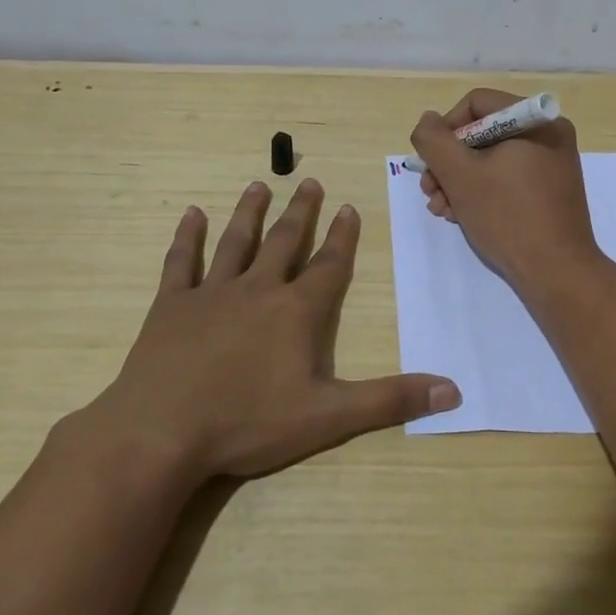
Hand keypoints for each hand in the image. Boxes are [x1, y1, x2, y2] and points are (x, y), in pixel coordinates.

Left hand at [80, 179, 459, 481]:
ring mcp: (211, 293)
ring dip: (249, 213)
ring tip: (258, 185)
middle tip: (308, 182)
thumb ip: (390, 400)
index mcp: (296, 312)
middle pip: (284, 242)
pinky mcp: (170, 305)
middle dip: (300, 212)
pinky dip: (187, 237)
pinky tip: (191, 215)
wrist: (162, 432)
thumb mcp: (329, 417)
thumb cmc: (248, 423)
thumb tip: (453, 390)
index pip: (328, 265)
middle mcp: (257, 290)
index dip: (342, 237)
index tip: (349, 206)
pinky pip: (181, 262)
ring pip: (235, 242)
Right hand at [409, 89, 603, 293]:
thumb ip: (434, 140)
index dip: (446, 130)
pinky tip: (462, 216)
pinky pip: (508, 178)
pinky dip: (482, 192)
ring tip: (442, 210)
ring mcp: (552, 164)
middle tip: (430, 192)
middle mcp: (548, 135)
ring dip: (459, 181)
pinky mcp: (550, 191)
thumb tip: (428, 121)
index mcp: (535, 120)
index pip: (476, 104)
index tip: (433, 163)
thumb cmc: (508, 216)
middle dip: (449, 163)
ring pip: (491, 159)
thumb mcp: (459, 175)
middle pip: (482, 133)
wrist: (557, 272)